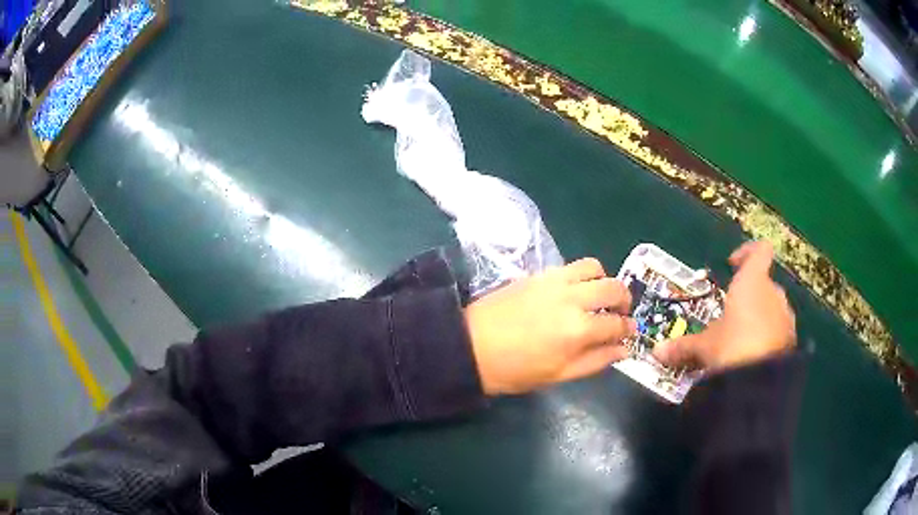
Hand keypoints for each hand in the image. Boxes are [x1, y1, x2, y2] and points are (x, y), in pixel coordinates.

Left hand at [465, 258, 635, 394]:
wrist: (471, 346)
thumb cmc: (515, 369)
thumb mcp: (558, 375)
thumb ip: (596, 361)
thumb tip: (624, 350)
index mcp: (579, 330)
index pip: (617, 324)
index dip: (628, 329)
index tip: (630, 332)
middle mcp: (572, 299)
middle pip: (614, 288)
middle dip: (625, 300)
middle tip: (620, 313)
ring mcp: (555, 281)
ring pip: (595, 267)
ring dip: (605, 280)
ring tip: (598, 297)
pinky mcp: (540, 273)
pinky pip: (571, 265)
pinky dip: (583, 275)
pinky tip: (575, 292)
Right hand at [654, 241, 795, 370]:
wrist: (760, 382)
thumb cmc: (730, 346)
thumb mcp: (704, 346)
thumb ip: (683, 346)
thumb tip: (656, 352)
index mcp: (752, 282)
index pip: (759, 250)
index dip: (747, 252)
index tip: (732, 264)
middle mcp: (773, 293)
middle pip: (764, 283)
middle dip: (749, 294)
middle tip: (732, 313)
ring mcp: (785, 316)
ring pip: (773, 308)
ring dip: (760, 317)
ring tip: (742, 337)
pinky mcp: (791, 340)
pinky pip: (778, 330)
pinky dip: (768, 337)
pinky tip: (754, 355)